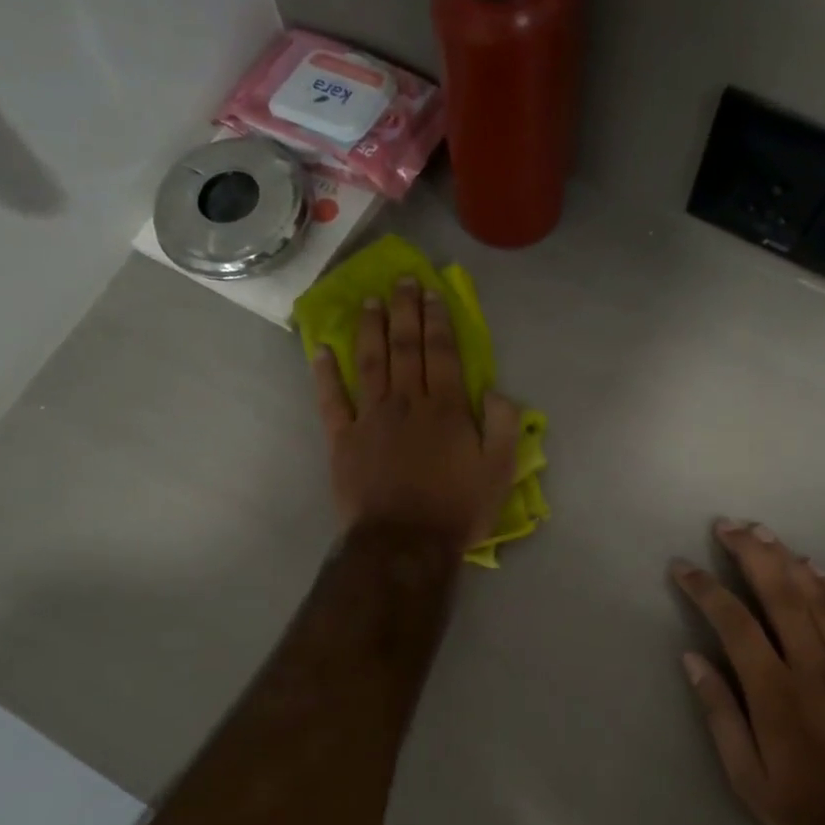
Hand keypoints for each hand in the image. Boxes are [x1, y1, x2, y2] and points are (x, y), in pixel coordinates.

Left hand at [313, 277, 519, 554]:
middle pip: (405, 347)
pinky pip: (331, 400)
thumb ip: (503, 427)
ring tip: (369, 301)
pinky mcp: (343, 440)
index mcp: (446, 408)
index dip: (437, 320)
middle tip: (401, 281)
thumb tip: (497, 392)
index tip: (431, 293)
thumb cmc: (455, 510)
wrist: (403, 544)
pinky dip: (325, 374)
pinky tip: (321, 350)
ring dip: (370, 329)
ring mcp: (371, 419)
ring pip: (370, 363)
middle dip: (404, 311)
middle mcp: (407, 402)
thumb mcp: (499, 472)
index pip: (442, 353)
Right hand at [671, 520, 824, 824]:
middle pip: (781, 594)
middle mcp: (814, 667)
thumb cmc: (808, 810)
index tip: (682, 567)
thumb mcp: (747, 777)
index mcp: (775, 692)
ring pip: (819, 598)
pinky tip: (819, 568)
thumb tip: (692, 659)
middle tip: (728, 525)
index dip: (705, 589)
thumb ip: (719, 713)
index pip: (734, 623)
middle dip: (751, 554)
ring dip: (788, 560)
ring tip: (764, 533)